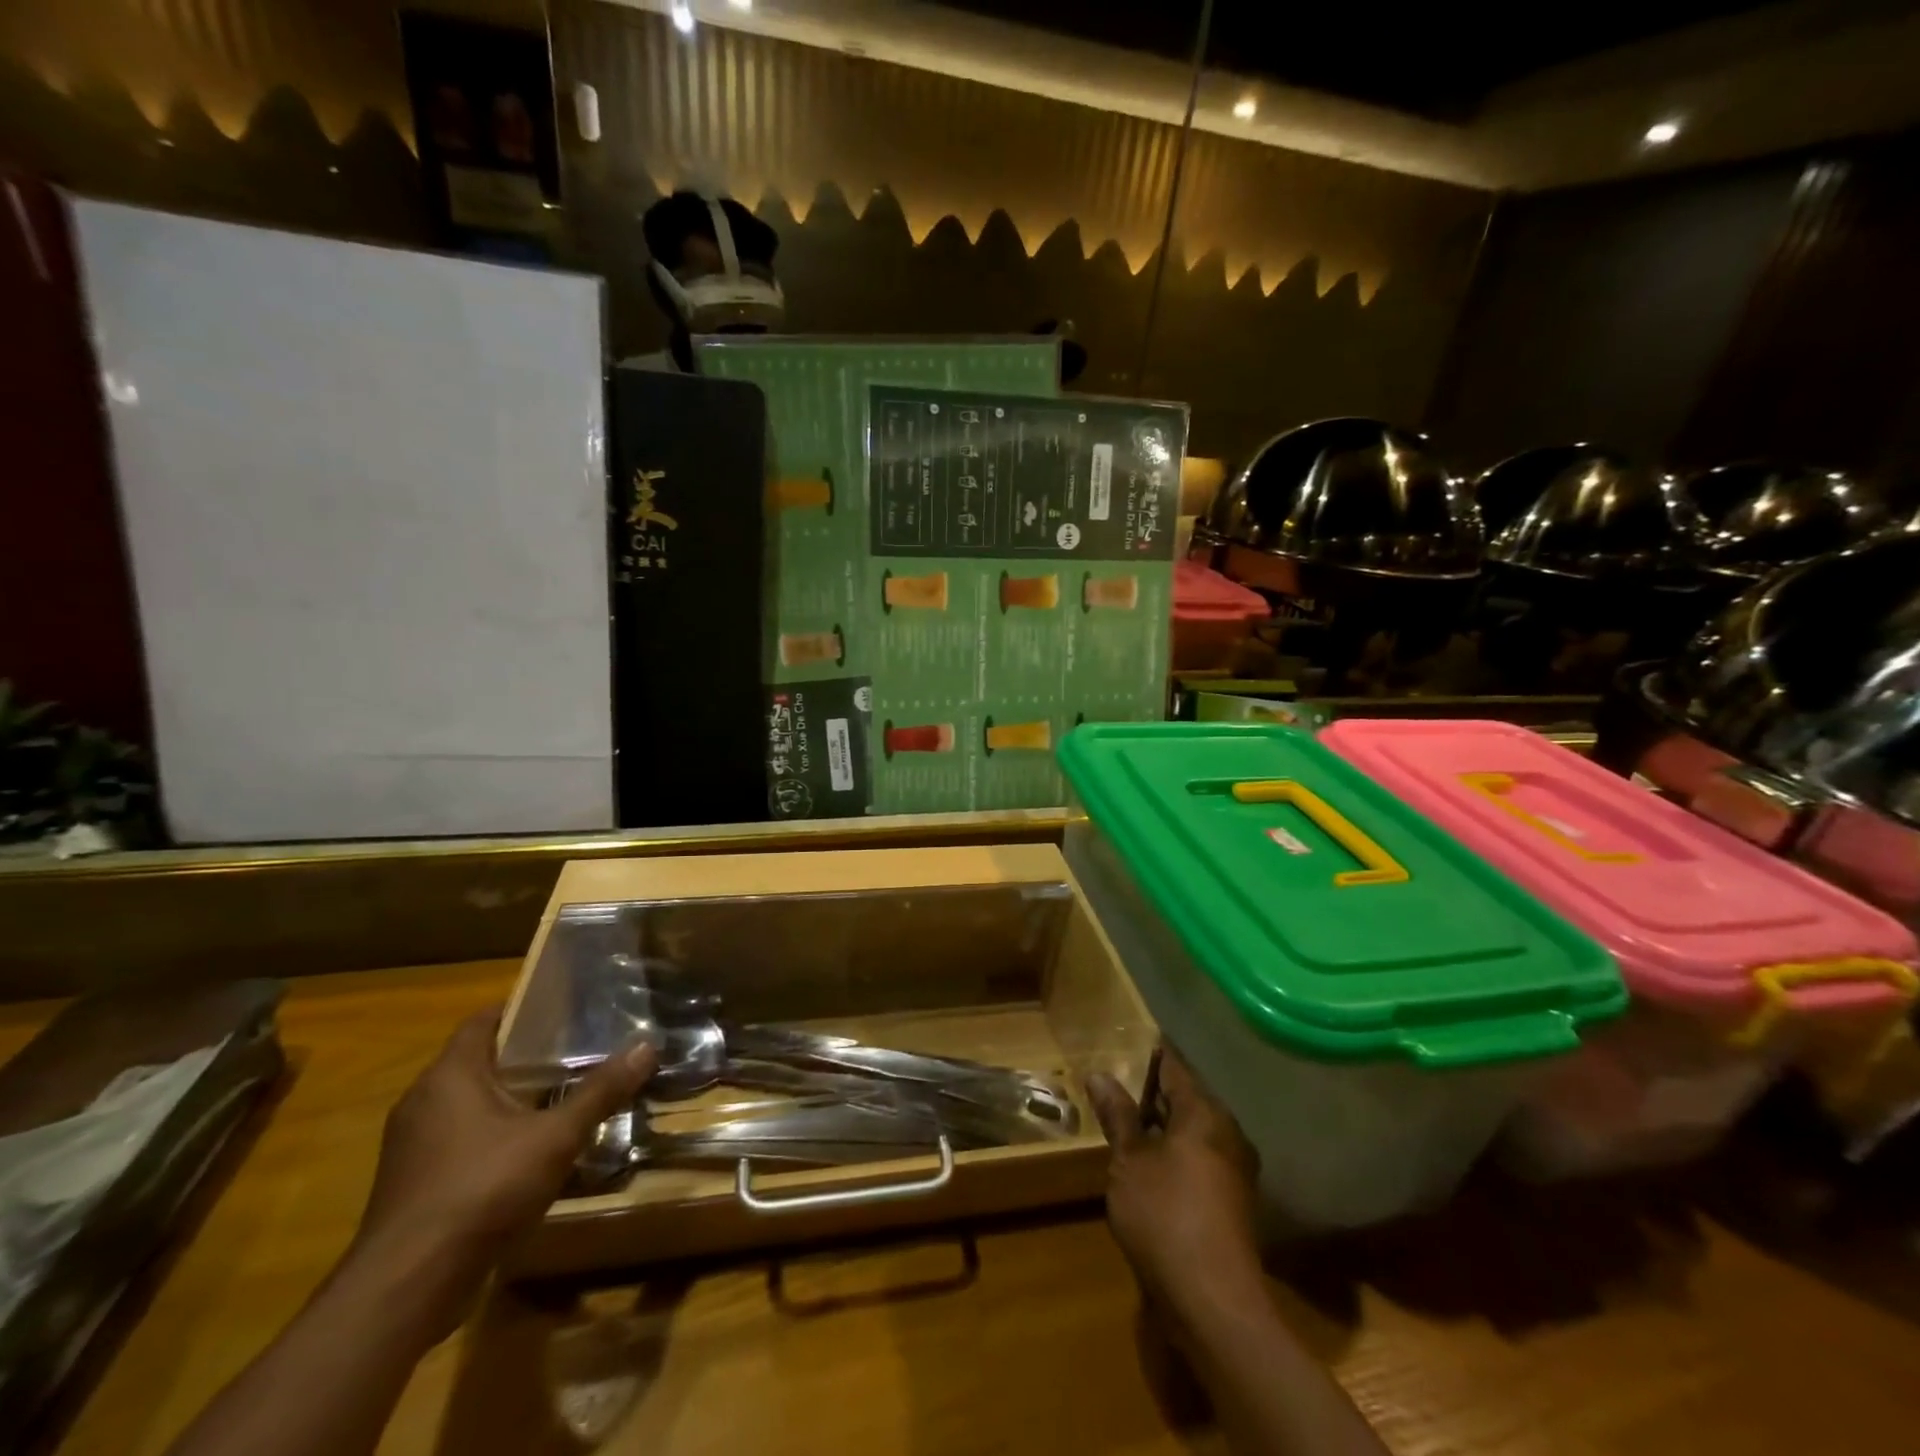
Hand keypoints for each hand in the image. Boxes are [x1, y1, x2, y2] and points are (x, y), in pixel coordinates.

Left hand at [345, 1010, 655, 1339]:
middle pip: (481, 1061)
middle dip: (528, 1055)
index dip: (524, 1009)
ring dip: (514, 1099)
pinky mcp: (415, 1184)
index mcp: (449, 1076)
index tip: (568, 1007)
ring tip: (566, 1095)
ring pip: (471, 1104)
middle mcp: (423, 1102)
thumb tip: (647, 1047)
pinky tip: (534, 1150)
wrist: (405, 1290)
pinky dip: (496, 1135)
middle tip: (580, 1049)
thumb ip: (600, 1092)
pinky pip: (462, 1140)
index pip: (484, 1020)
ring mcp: (413, 1147)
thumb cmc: (480, 1190)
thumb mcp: (555, 1137)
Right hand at [1087, 1049, 1262, 1323]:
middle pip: (1187, 1098)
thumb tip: (1099, 1074)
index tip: (1125, 1040)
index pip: (1175, 1066)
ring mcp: (1235, 1169)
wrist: (1214, 1303)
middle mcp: (1228, 1133)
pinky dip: (1175, 1151)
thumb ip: (1117, 1115)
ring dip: (1162, 1125)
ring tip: (1126, 1121)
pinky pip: (1200, 1158)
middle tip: (1116, 1082)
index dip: (1149, 1052)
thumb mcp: (1129, 1161)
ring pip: (1193, 1130)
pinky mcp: (1233, 1201)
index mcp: (1205, 1113)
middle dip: (1152, 1091)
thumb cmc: (1166, 1216)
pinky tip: (1148, 1164)